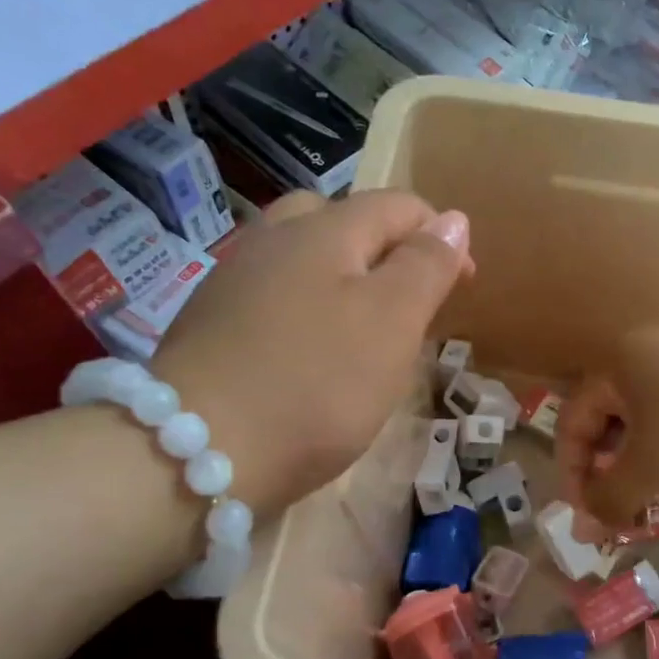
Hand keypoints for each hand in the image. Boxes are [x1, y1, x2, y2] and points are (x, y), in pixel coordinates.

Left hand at [153, 190, 471, 512]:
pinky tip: (311, 352)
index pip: (397, 206)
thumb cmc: (316, 384)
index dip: (440, 237)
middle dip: (385, 248)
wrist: (196, 453)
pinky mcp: (212, 323)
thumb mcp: (391, 321)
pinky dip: (307, 307)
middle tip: (409, 301)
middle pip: (340, 218)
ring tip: (365, 326)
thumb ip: (425, 265)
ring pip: (302, 256)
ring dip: (344, 277)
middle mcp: (274, 240)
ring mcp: (234, 280)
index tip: (463, 288)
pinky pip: (275, 294)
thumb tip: (453, 220)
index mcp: (324, 230)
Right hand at [557, 326, 658, 527]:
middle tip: (617, 511)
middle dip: (607, 470)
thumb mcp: (652, 464)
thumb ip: (611, 497)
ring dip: (639, 462)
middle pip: (607, 418)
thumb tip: (586, 528)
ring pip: (644, 417)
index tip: (585, 516)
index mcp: (616, 364)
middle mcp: (644, 352)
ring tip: (650, 498)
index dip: (572, 472)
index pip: (573, 420)